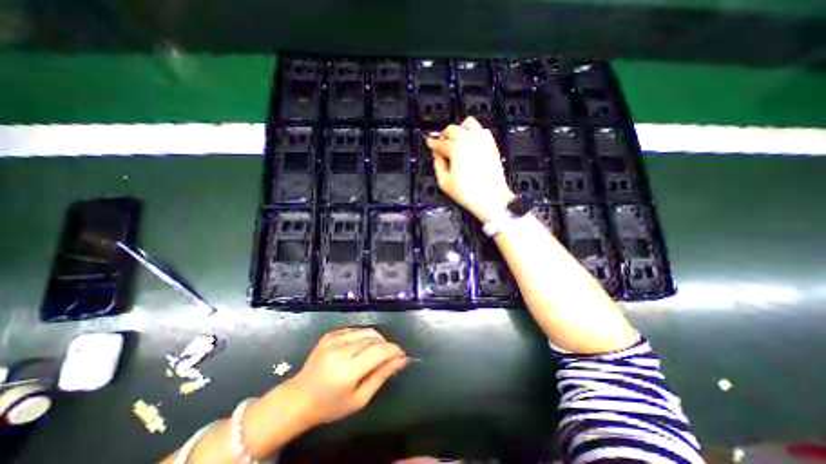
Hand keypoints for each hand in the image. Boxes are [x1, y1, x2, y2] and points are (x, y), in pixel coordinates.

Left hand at [283, 327, 406, 427]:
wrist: (299, 398)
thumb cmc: (330, 405)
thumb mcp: (360, 398)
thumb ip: (382, 376)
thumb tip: (402, 360)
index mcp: (347, 370)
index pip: (379, 351)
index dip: (394, 350)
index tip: (402, 355)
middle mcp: (340, 350)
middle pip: (374, 338)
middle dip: (387, 346)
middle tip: (390, 357)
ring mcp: (333, 339)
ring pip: (366, 331)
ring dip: (377, 340)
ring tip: (376, 353)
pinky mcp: (330, 334)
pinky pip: (355, 329)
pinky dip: (364, 336)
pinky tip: (361, 348)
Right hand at [429, 117, 513, 222]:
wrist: (491, 199)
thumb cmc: (467, 193)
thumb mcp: (444, 182)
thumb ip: (438, 165)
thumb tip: (437, 155)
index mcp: (456, 149)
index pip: (440, 143)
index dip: (432, 143)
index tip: (429, 142)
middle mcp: (469, 141)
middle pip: (453, 129)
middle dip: (444, 135)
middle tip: (441, 144)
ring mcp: (482, 141)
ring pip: (468, 123)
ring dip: (459, 129)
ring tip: (456, 140)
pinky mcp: (492, 145)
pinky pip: (482, 130)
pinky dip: (473, 132)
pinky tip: (470, 142)